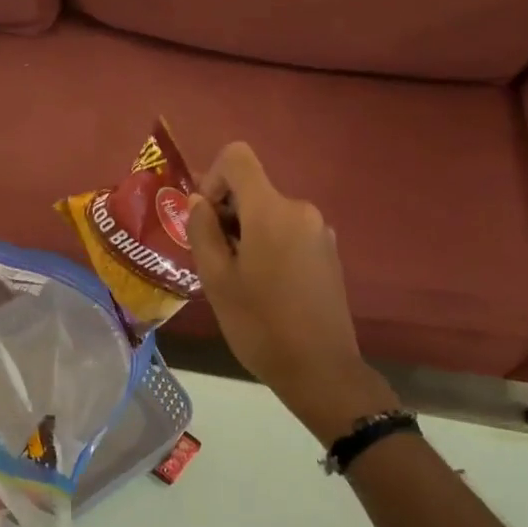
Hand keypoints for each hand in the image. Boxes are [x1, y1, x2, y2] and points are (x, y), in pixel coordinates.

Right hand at [187, 143, 396, 441]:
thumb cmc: (259, 324)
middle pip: (253, 189)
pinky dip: (268, 245)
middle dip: (226, 213)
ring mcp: (320, 231)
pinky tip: (264, 287)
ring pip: (269, 213)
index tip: (205, 219)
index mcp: (272, 210)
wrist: (320, 369)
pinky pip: (288, 232)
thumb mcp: (216, 279)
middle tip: (213, 259)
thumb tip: (199, 203)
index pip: (237, 157)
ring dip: (246, 233)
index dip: (212, 178)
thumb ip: (202, 231)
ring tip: (237, 279)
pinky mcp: (328, 252)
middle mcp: (301, 210)